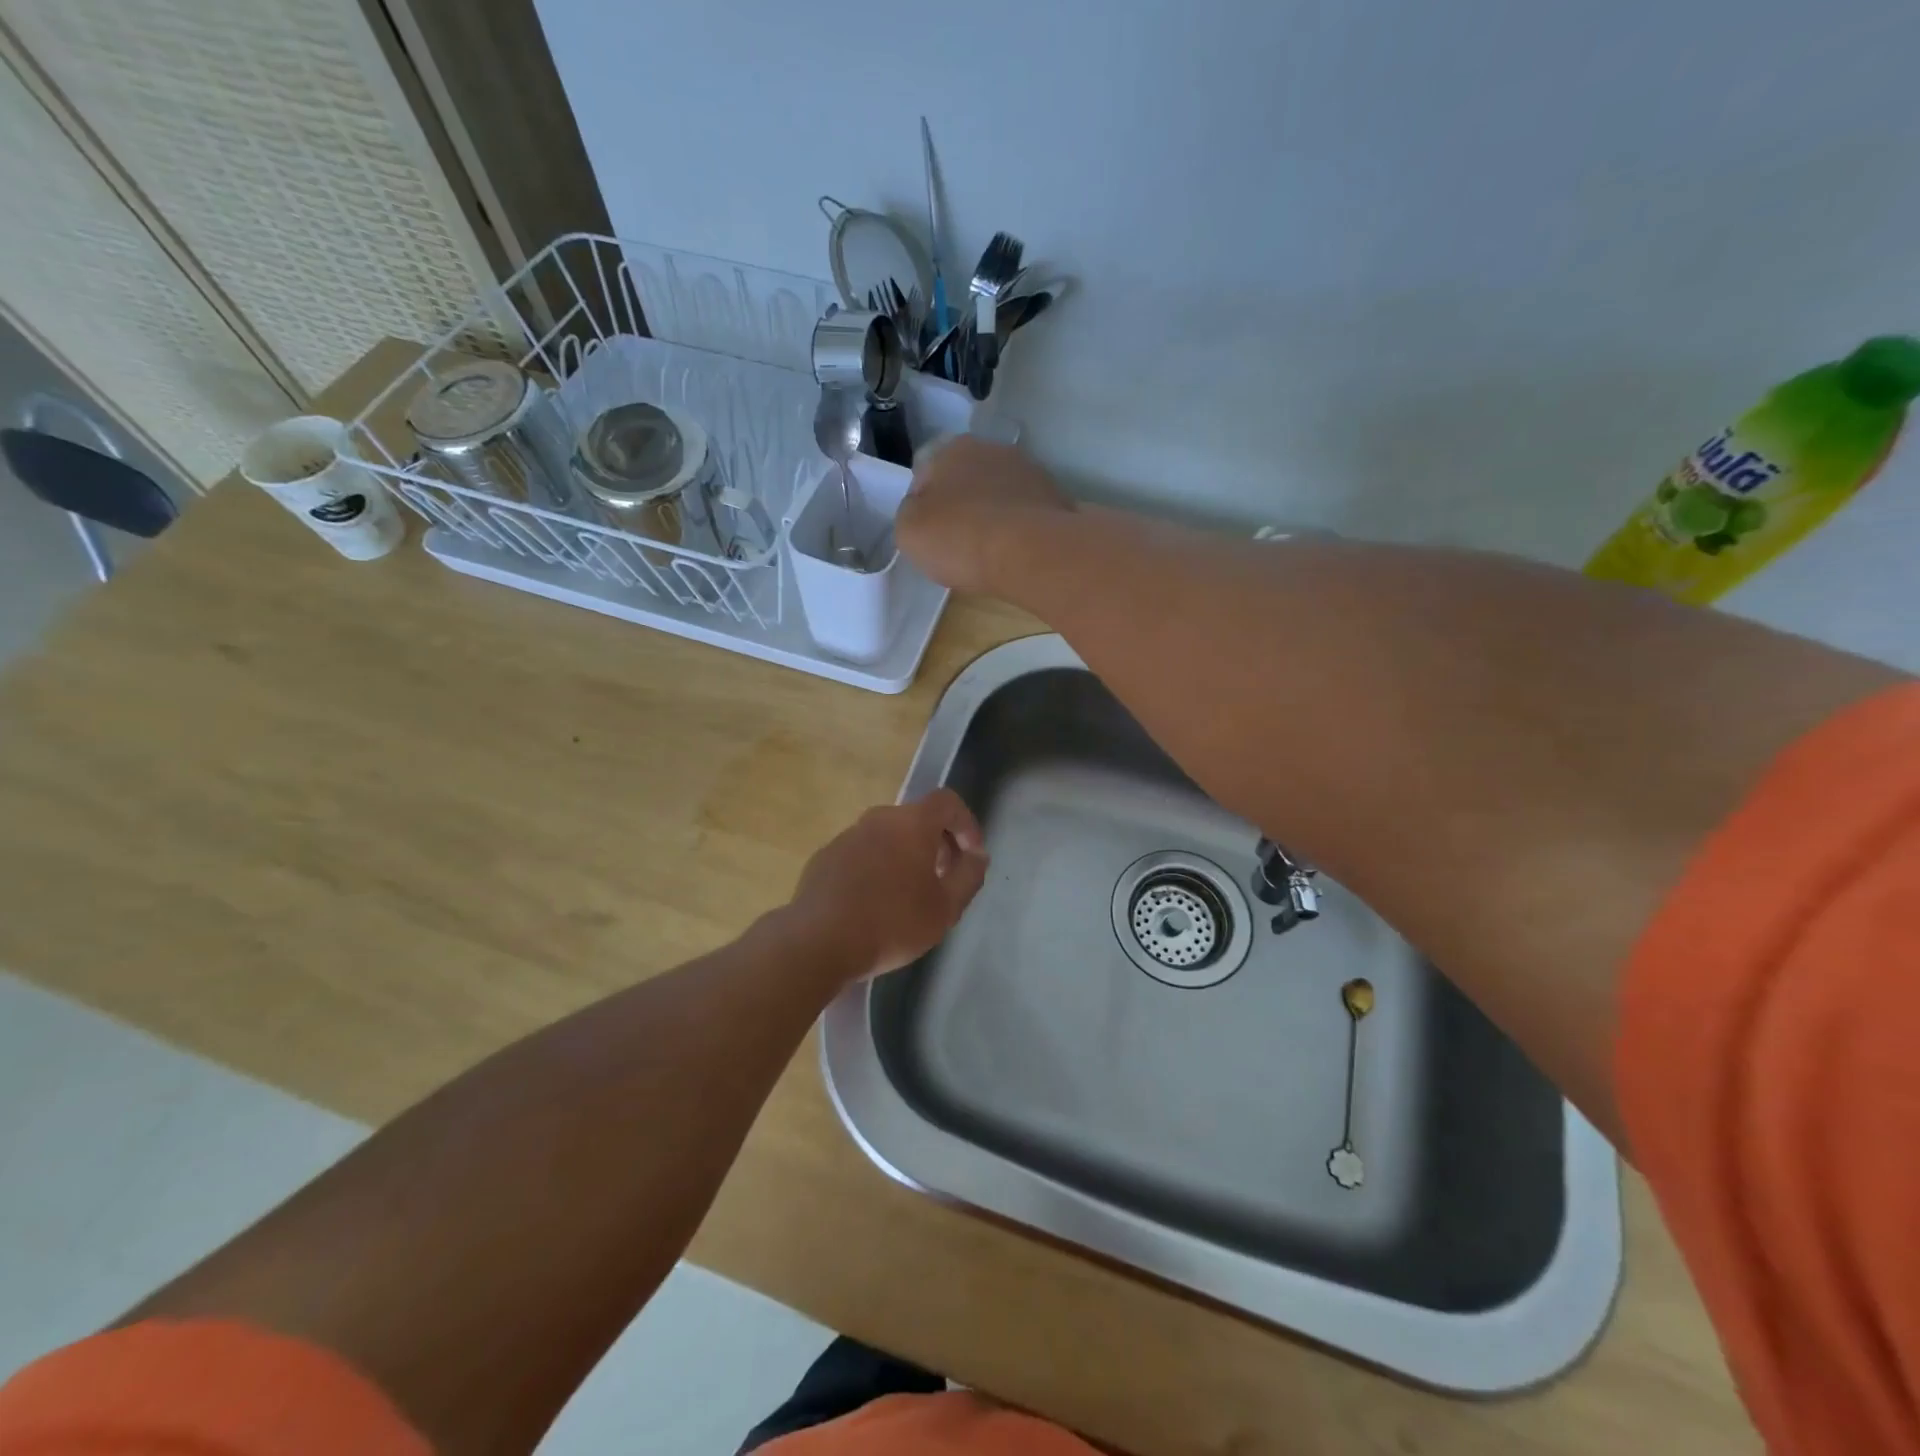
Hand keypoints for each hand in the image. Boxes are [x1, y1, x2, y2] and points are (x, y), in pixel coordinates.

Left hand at [787, 789, 988, 979]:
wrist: (817, 942)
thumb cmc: (892, 923)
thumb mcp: (945, 908)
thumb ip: (969, 876)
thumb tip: (976, 855)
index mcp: (911, 823)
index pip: (947, 802)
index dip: (966, 823)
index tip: (971, 855)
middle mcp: (878, 819)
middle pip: (916, 819)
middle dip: (937, 844)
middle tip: (943, 880)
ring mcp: (846, 837)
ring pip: (887, 837)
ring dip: (905, 857)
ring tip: (909, 896)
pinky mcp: (824, 858)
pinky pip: (861, 854)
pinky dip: (876, 869)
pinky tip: (874, 905)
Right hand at [897, 437, 1073, 593]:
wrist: (1031, 553)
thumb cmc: (960, 537)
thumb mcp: (909, 530)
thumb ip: (910, 513)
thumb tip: (923, 509)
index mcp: (952, 448)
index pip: (927, 473)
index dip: (924, 505)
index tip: (928, 534)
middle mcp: (993, 449)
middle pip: (967, 481)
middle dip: (962, 507)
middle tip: (958, 544)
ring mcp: (1030, 472)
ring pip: (999, 496)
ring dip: (993, 517)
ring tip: (990, 553)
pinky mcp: (1057, 499)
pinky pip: (1026, 515)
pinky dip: (1019, 531)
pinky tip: (1016, 555)